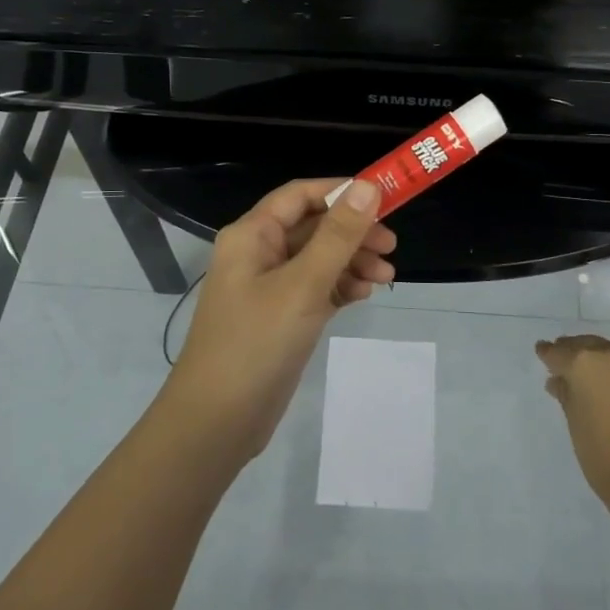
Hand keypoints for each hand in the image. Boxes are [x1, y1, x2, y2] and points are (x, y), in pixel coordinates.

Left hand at [166, 178, 394, 459]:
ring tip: (386, 276)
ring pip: (318, 258)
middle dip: (353, 232)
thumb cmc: (256, 343)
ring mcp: (269, 287)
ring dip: (352, 261)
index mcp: (252, 235)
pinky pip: (316, 287)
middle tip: (391, 246)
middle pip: (313, 226)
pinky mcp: (281, 316)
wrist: (218, 421)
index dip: (341, 191)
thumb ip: (338, 235)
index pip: (301, 195)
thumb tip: (369, 187)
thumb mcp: (303, 285)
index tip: (384, 198)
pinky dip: (341, 286)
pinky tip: (363, 295)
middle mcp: (259, 253)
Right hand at [537, 334, 609, 507]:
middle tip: (564, 366)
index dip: (548, 355)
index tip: (542, 353)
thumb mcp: (575, 425)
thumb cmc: (605, 457)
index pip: (557, 352)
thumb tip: (559, 381)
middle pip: (585, 346)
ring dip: (597, 361)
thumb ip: (566, 395)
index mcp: (584, 363)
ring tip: (590, 379)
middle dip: (573, 353)